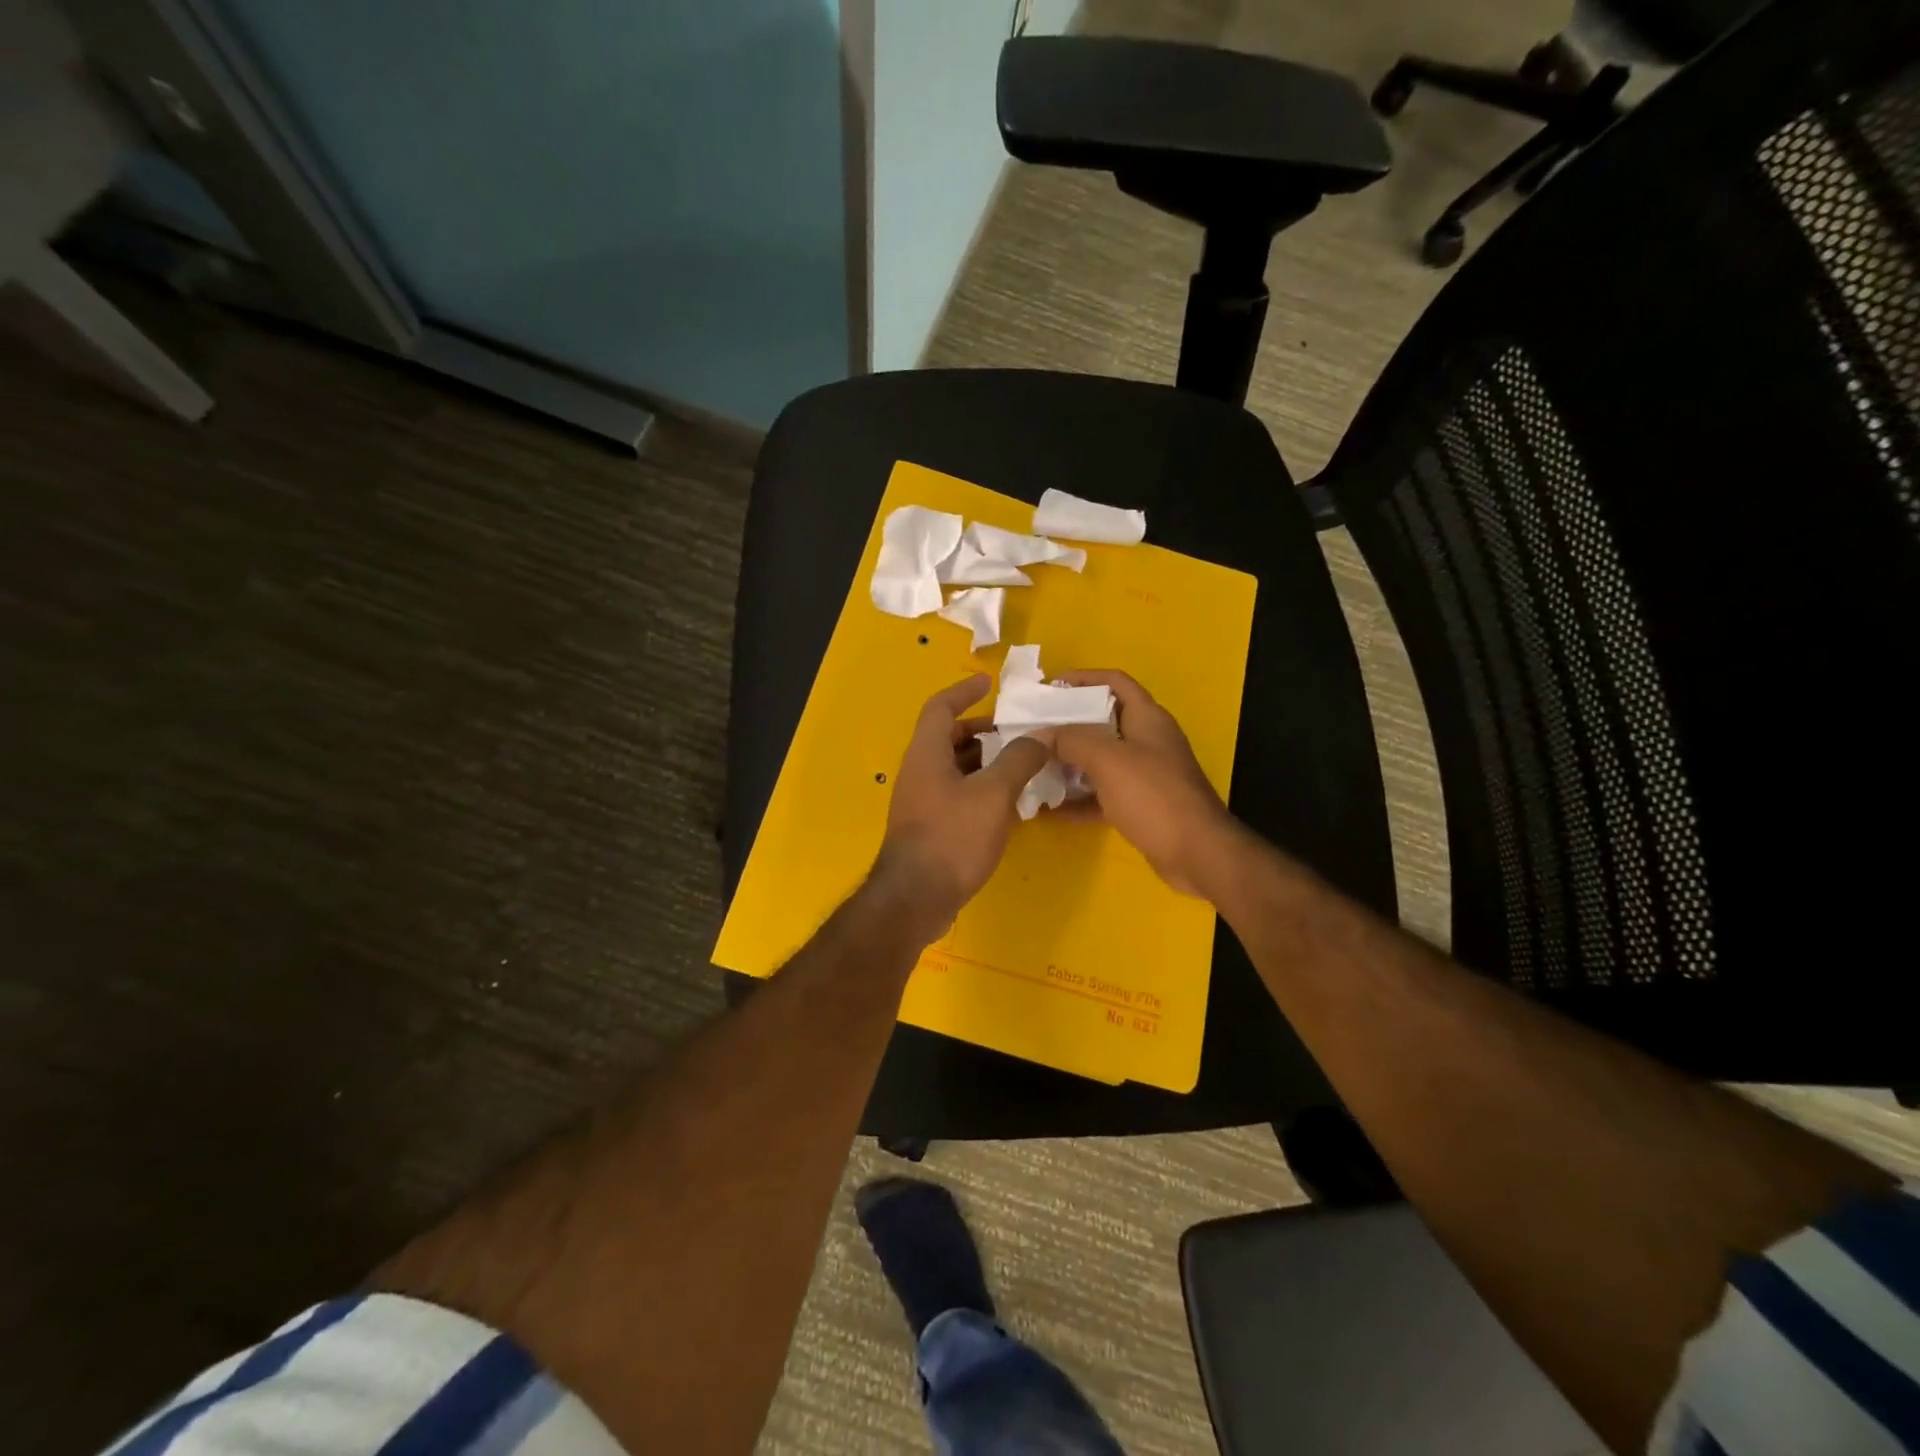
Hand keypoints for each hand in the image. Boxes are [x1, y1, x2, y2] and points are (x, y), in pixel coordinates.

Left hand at [872, 675, 1052, 936]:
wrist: (916, 899)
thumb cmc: (952, 837)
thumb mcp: (993, 794)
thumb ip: (1018, 760)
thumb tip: (1039, 735)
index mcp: (927, 753)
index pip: (940, 707)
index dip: (963, 690)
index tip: (989, 683)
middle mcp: (919, 771)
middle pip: (949, 737)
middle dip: (983, 730)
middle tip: (1017, 732)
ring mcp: (922, 801)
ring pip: (955, 768)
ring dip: (986, 762)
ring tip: (1022, 765)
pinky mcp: (929, 826)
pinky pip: (957, 794)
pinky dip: (981, 788)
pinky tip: (1009, 803)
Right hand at [1052, 670, 1237, 897]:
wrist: (1197, 853)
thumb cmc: (1154, 796)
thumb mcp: (1108, 760)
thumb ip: (1072, 740)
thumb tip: (1041, 734)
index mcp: (1147, 718)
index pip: (1115, 682)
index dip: (1083, 678)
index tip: (1049, 687)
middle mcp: (1147, 742)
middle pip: (1103, 721)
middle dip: (1068, 724)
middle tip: (1033, 731)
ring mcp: (1145, 775)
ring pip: (1100, 760)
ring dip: (1069, 763)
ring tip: (1034, 767)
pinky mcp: (1140, 806)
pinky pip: (1102, 795)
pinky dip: (1079, 799)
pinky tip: (1050, 810)